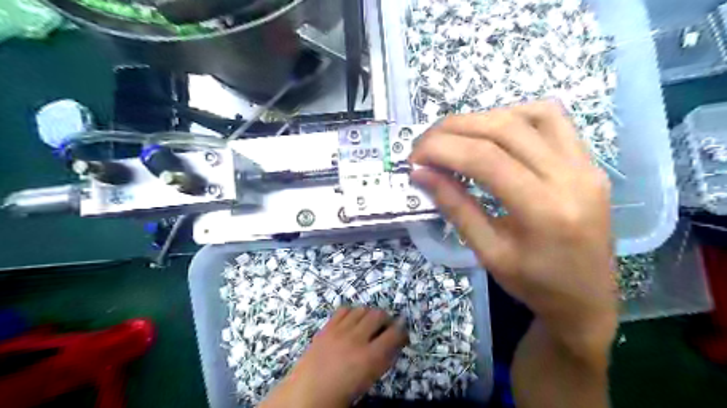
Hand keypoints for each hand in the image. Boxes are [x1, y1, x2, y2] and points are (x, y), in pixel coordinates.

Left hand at [262, 308, 407, 407]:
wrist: (307, 393)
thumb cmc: (341, 393)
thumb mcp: (369, 380)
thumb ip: (384, 359)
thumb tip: (395, 343)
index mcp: (370, 357)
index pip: (394, 333)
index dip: (402, 330)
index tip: (402, 333)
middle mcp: (356, 338)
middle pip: (378, 315)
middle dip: (387, 319)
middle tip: (386, 327)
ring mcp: (340, 330)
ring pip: (362, 309)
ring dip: (370, 314)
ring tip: (369, 324)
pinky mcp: (327, 326)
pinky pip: (344, 309)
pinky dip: (352, 312)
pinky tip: (352, 321)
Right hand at [412, 101, 614, 351]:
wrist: (587, 298)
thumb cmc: (534, 285)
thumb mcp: (487, 253)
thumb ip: (455, 208)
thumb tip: (422, 173)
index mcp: (544, 210)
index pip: (485, 159)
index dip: (442, 150)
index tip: (414, 157)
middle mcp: (571, 177)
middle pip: (504, 129)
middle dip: (454, 129)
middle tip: (425, 143)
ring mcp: (586, 164)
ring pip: (529, 115)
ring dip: (482, 119)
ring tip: (454, 137)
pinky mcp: (589, 162)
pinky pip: (552, 120)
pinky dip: (515, 116)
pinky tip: (493, 132)